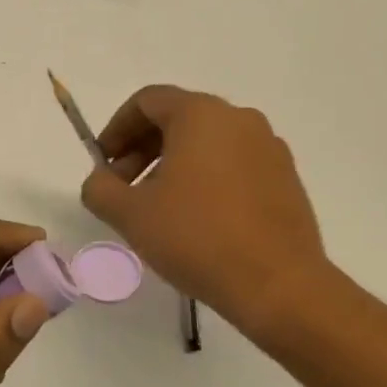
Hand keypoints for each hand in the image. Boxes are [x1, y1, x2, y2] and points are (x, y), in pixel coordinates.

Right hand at [80, 85, 336, 337]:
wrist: (279, 286)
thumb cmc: (197, 237)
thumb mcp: (130, 214)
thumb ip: (100, 188)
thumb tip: (100, 181)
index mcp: (201, 114)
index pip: (146, 101)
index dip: (116, 128)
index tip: (104, 163)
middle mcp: (239, 118)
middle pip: (177, 118)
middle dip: (142, 148)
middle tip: (123, 187)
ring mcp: (268, 147)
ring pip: (207, 142)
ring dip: (173, 164)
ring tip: (158, 207)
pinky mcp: (286, 178)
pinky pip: (234, 163)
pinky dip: (207, 178)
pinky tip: (198, 219)